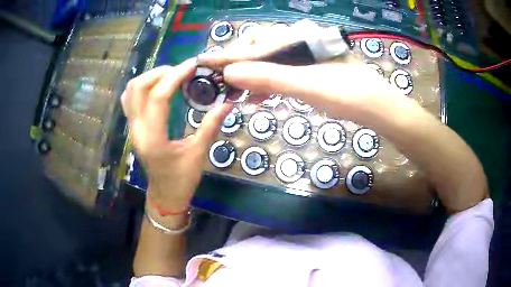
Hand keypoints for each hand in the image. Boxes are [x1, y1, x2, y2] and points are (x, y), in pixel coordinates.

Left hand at [121, 58, 232, 218]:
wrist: (165, 194)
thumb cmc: (182, 179)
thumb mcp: (198, 154)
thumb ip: (211, 126)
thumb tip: (228, 103)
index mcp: (153, 138)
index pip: (158, 97)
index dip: (175, 76)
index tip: (192, 65)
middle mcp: (137, 129)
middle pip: (138, 87)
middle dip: (161, 72)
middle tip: (182, 71)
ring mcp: (132, 128)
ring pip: (130, 91)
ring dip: (150, 77)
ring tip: (171, 76)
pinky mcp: (133, 127)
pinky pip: (129, 99)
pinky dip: (141, 86)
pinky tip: (156, 86)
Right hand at [198, 23, 403, 122]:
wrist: (378, 109)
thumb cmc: (348, 94)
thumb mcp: (306, 85)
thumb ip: (268, 77)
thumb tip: (231, 74)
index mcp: (299, 38)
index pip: (255, 45)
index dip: (229, 55)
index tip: (204, 62)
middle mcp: (300, 42)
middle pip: (259, 49)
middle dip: (239, 64)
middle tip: (223, 82)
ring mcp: (306, 57)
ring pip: (269, 62)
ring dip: (252, 76)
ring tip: (237, 93)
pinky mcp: (311, 71)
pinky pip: (282, 73)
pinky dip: (267, 84)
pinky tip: (258, 95)